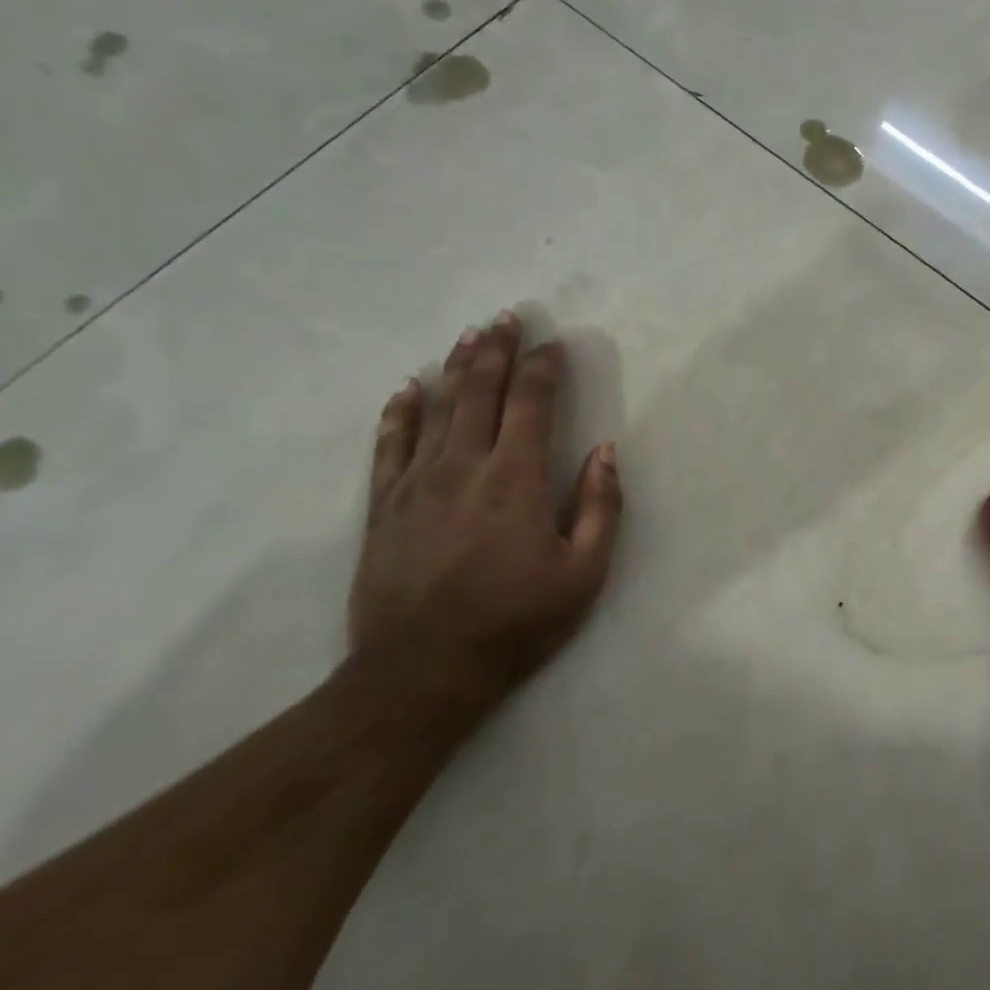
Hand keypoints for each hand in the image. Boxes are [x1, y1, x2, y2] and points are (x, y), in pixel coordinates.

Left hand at [348, 311, 623, 704]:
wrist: (422, 672)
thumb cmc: (516, 622)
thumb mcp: (583, 573)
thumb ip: (600, 506)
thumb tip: (604, 450)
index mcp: (515, 479)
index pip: (531, 403)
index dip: (544, 368)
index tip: (554, 343)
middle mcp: (463, 467)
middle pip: (480, 392)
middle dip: (497, 350)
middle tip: (507, 317)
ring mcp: (416, 484)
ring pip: (437, 409)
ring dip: (455, 368)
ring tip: (469, 337)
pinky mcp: (384, 507)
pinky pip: (389, 446)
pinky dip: (399, 414)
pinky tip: (406, 390)